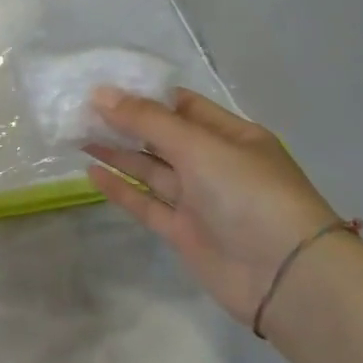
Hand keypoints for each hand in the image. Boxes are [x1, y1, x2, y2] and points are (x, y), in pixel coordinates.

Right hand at [84, 87, 341, 326]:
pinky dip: (120, 189)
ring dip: (118, 152)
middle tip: (80, 110)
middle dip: (125, 122)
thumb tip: (100, 93)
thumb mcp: (200, 147)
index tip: (103, 85)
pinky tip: (91, 172)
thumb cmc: (250, 195)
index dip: (144, 95)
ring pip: (151, 170)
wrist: (285, 278)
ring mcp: (199, 200)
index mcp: (232, 135)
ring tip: (77, 134)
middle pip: (163, 137)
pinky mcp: (184, 232)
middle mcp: (215, 164)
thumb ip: (148, 121)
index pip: (182, 106)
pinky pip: (146, 203)